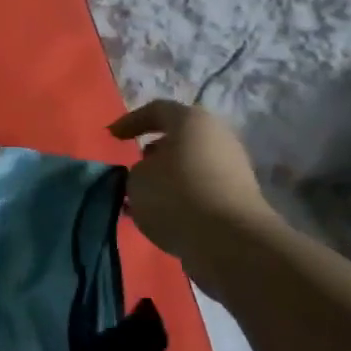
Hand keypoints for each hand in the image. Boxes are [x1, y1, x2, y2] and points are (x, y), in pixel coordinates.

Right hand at [109, 100, 274, 263]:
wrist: (230, 241)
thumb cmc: (176, 196)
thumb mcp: (137, 179)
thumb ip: (137, 170)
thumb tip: (150, 173)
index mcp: (192, 121)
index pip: (157, 110)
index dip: (130, 121)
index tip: (112, 137)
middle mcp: (217, 136)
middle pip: (178, 137)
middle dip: (153, 152)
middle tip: (133, 169)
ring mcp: (232, 167)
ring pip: (190, 165)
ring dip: (167, 178)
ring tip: (144, 199)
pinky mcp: (238, 197)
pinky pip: (201, 189)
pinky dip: (182, 197)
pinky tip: (164, 216)